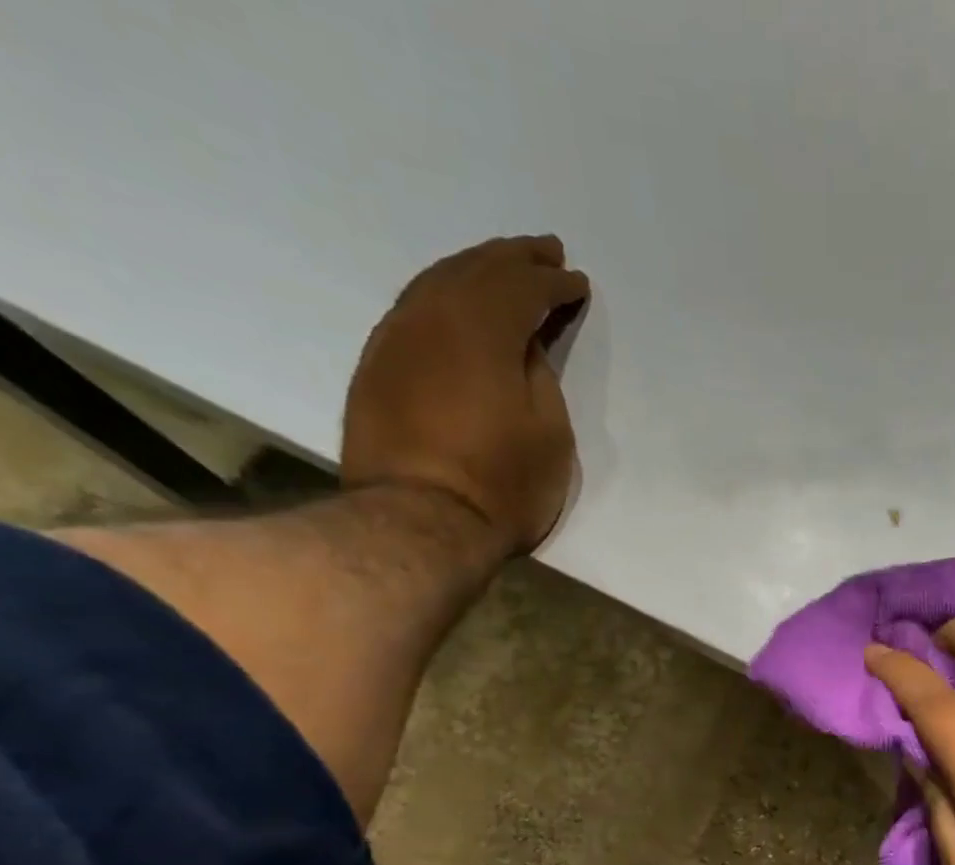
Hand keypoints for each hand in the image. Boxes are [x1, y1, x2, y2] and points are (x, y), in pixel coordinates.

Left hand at [342, 235, 589, 554]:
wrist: (420, 522)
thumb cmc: (502, 484)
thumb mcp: (549, 433)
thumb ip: (539, 376)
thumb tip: (522, 346)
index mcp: (482, 328)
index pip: (524, 288)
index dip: (555, 284)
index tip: (578, 283)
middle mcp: (432, 316)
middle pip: (476, 270)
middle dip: (515, 259)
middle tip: (545, 252)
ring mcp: (396, 338)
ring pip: (437, 282)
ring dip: (476, 270)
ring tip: (504, 269)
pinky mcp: (377, 366)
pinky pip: (415, 309)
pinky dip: (445, 296)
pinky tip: (459, 306)